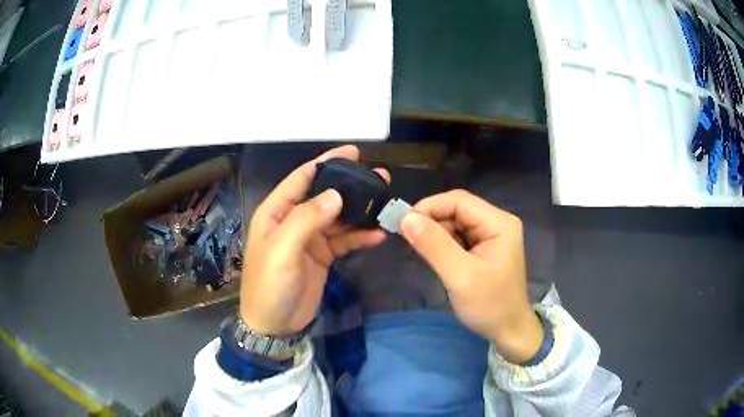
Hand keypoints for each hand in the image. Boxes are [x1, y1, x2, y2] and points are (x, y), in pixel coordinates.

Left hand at [240, 145, 388, 335]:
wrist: (274, 324)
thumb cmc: (270, 284)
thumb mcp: (282, 249)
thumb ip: (307, 218)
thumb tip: (336, 194)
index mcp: (277, 211)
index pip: (303, 177)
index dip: (326, 162)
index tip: (353, 152)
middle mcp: (294, 219)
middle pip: (325, 195)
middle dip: (350, 186)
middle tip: (380, 178)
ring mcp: (310, 238)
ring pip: (338, 217)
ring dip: (360, 211)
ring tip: (385, 202)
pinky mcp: (323, 255)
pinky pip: (344, 240)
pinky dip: (360, 236)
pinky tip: (378, 234)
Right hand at [400, 190, 542, 363]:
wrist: (508, 331)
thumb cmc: (490, 305)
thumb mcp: (461, 276)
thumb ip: (434, 246)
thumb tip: (406, 218)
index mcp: (498, 223)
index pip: (459, 201)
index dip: (430, 207)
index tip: (404, 223)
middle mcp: (496, 223)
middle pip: (457, 210)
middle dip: (431, 221)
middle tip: (407, 238)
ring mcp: (490, 236)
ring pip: (454, 223)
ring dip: (435, 234)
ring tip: (420, 250)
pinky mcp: (483, 249)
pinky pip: (457, 237)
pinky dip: (442, 244)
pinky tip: (434, 257)